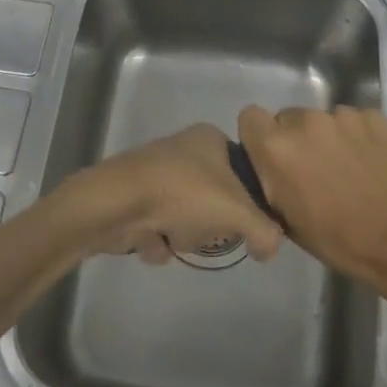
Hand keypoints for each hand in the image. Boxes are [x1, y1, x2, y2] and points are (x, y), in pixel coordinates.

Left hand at [56, 124, 285, 264]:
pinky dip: (158, 240)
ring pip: (187, 217)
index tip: (241, 220)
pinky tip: (151, 240)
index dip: (247, 202)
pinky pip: (159, 227)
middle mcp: (183, 150)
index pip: (245, 173)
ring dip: (184, 236)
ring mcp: (156, 173)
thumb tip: (269, 248)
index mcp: (210, 138)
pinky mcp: (134, 196)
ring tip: (172, 235)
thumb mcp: (239, 212)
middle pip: (216, 200)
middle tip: (205, 229)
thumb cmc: (183, 193)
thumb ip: (266, 232)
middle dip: (209, 225)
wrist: (117, 202)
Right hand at [237, 105, 386, 283]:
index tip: (273, 157)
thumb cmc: (337, 239)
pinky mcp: (374, 117)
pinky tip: (370, 162)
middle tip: (313, 169)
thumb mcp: (285, 219)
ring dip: (328, 138)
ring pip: (322, 119)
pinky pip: (354, 121)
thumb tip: (267, 169)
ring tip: (347, 168)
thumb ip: (269, 182)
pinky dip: (358, 136)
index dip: (259, 136)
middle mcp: (304, 121)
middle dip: (296, 139)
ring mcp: (342, 116)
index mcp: (276, 147)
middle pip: (288, 118)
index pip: (250, 117)